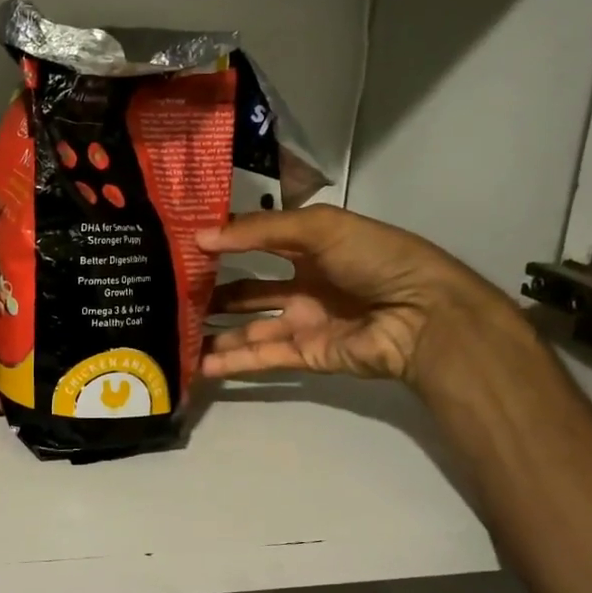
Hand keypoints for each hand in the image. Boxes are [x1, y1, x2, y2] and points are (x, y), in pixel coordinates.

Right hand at [198, 205, 513, 389]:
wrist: (421, 314)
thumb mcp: (319, 228)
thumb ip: (260, 231)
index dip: (223, 243)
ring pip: (249, 328)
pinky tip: (199, 364)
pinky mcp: (306, 355)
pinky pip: (262, 357)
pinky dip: (232, 362)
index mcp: (310, 247)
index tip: (181, 246)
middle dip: (213, 292)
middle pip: (247, 290)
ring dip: (215, 332)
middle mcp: (303, 285)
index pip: (256, 243)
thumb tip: (201, 236)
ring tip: (174, 333)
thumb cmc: (374, 258)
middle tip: (170, 295)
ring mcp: (303, 322)